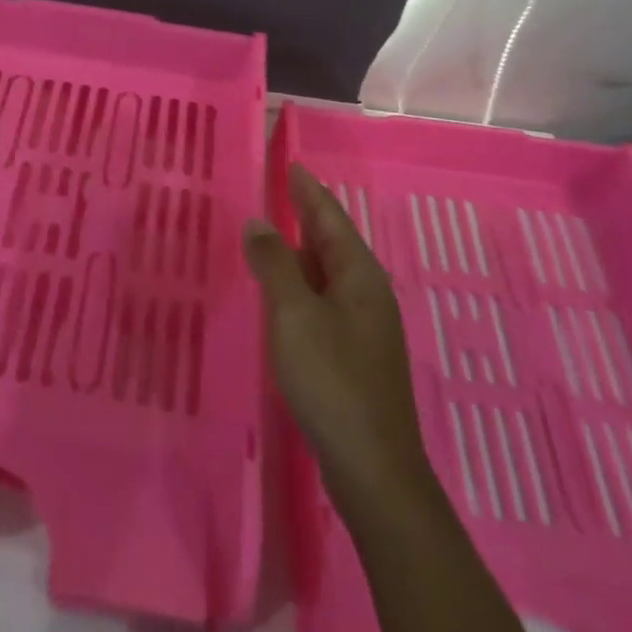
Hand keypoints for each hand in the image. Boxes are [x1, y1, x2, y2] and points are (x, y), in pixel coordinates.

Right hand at [243, 163, 431, 517]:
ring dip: (300, 250)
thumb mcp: (294, 315)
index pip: (330, 218)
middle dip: (305, 215)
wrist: (372, 468)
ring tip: (272, 231)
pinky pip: (321, 300)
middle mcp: (365, 294)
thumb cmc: (332, 380)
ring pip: (325, 273)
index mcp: (359, 276)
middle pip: (331, 242)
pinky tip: (281, 292)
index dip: (308, 190)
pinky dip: (299, 283)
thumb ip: (274, 265)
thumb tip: (259, 222)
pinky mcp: (351, 354)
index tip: (290, 163)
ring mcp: (361, 327)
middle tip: (276, 189)